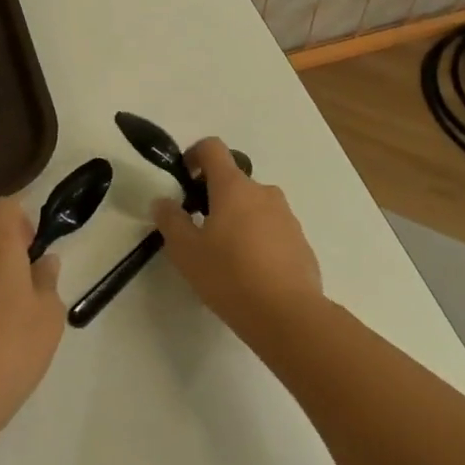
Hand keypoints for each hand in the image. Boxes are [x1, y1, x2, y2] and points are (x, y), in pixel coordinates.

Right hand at [153, 138, 322, 342]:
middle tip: (199, 230)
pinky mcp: (301, 242)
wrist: (288, 316)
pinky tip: (251, 274)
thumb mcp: (186, 251)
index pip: (213, 148)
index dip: (194, 155)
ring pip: (254, 207)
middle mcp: (263, 192)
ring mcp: (286, 216)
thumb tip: (163, 201)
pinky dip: (259, 241)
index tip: (184, 179)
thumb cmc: (229, 276)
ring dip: (238, 220)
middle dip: (215, 198)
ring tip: (226, 257)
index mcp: (233, 187)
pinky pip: (273, 230)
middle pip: (234, 181)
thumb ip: (171, 220)